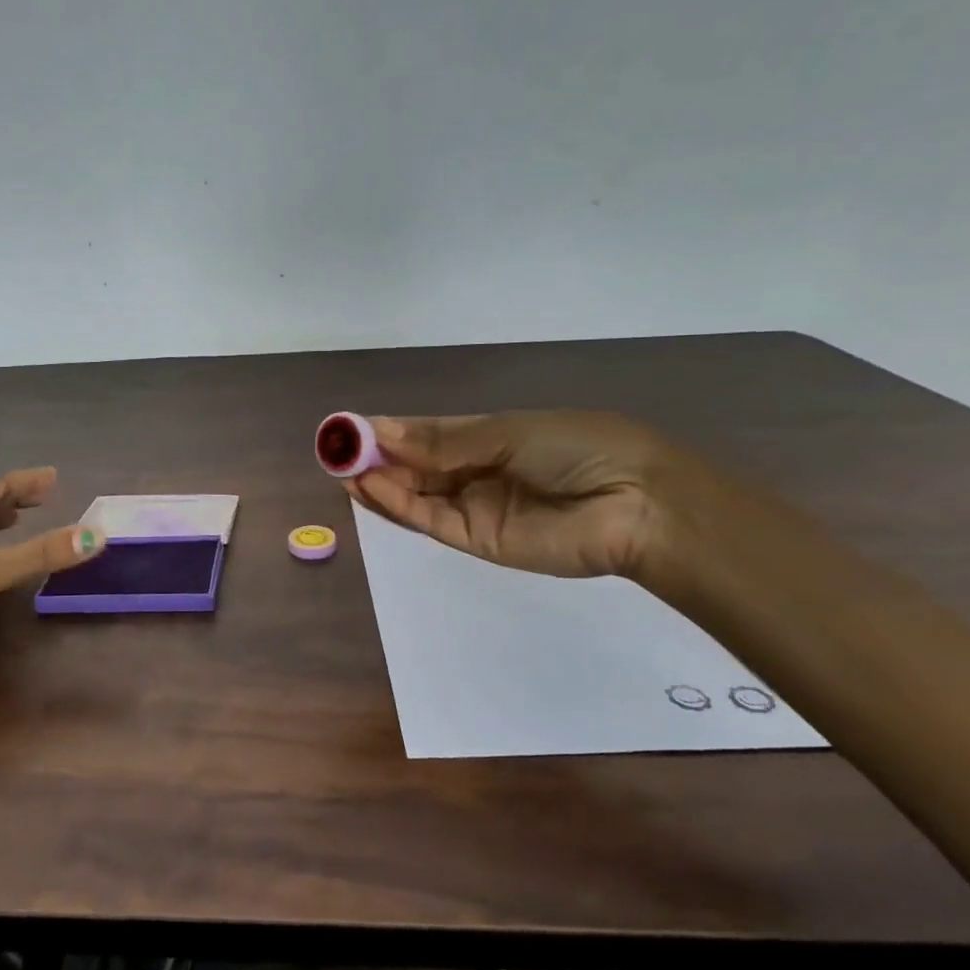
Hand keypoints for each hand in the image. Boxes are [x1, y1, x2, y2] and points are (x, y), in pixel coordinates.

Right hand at [347, 412, 669, 579]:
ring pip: (414, 494)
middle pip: (413, 465)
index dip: (386, 431)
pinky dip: (398, 504)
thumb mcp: (505, 433)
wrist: (635, 505)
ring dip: (378, 482)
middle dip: (375, 457)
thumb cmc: (576, 449)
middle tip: (335, 450)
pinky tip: (370, 487)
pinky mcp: (475, 540)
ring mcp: (473, 507)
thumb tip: (381, 431)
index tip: (347, 428)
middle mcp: (474, 471)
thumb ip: (441, 442)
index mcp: (487, 437)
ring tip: (341, 468)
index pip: (425, 434)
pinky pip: (428, 519)